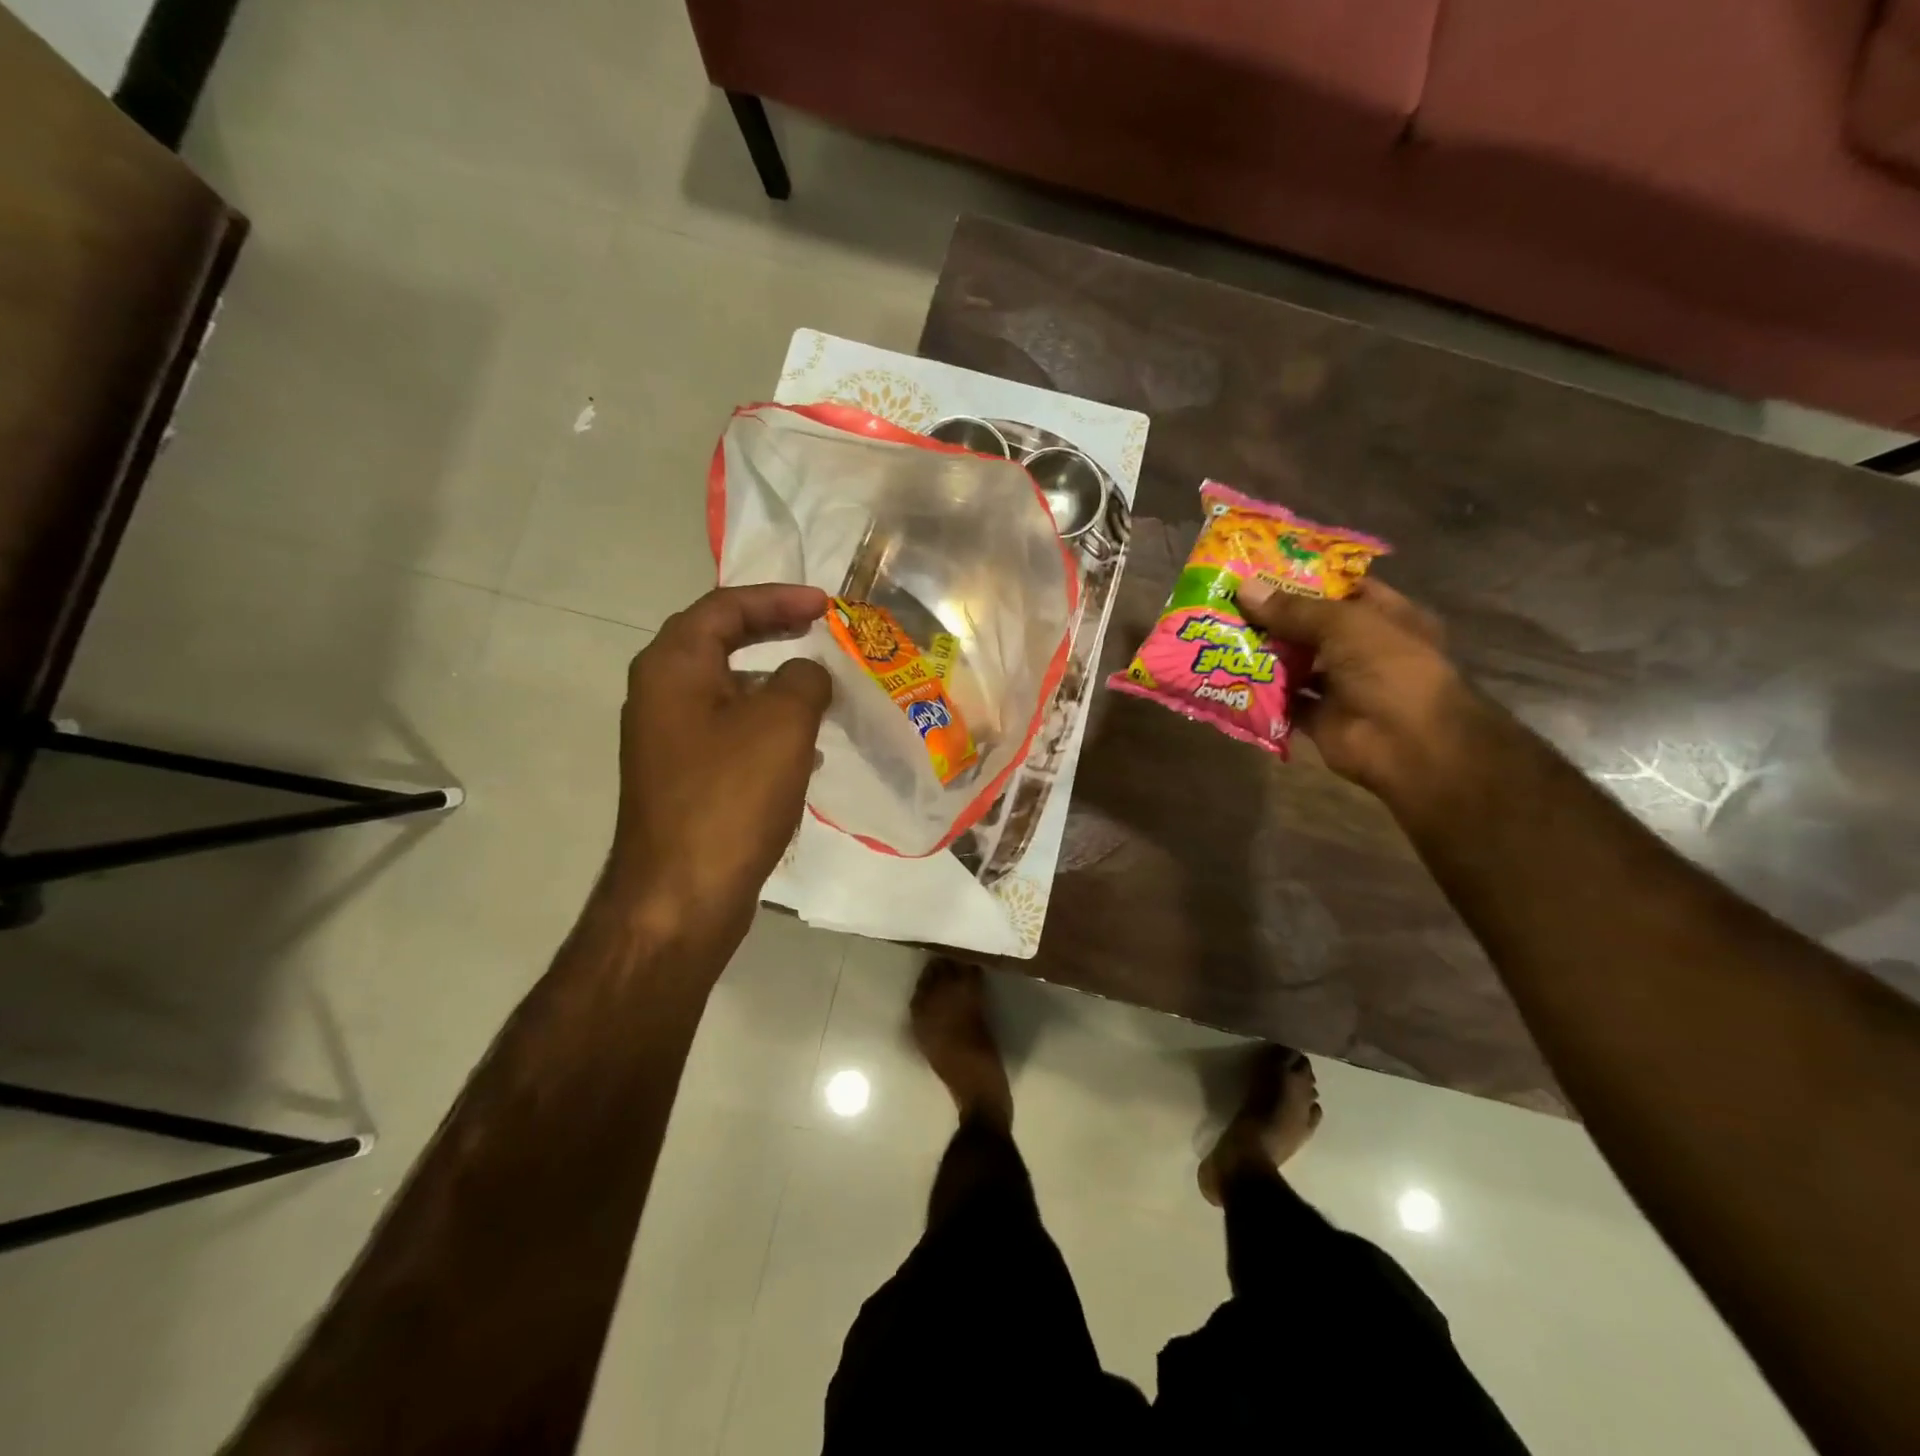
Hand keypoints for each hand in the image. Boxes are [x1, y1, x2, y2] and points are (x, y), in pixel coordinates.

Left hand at [607, 584, 831, 954]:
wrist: (681, 896)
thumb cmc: (730, 797)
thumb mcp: (783, 723)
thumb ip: (804, 679)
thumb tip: (807, 675)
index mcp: (673, 667)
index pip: (725, 607)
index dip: (778, 598)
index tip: (826, 605)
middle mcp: (661, 695)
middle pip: (719, 642)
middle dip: (772, 631)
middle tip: (819, 628)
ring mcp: (670, 741)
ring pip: (728, 691)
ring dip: (774, 682)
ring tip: (821, 688)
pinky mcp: (685, 779)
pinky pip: (731, 733)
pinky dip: (768, 726)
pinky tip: (805, 750)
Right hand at [1236, 577, 1477, 806]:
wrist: (1407, 744)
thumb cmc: (1390, 669)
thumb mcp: (1343, 625)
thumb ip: (1293, 609)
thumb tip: (1243, 589)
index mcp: (1385, 617)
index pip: (1343, 588)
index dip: (1306, 577)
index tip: (1261, 568)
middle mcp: (1363, 649)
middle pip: (1311, 626)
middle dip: (1272, 616)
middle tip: (1227, 600)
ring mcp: (1340, 685)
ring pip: (1294, 663)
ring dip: (1261, 653)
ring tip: (1218, 633)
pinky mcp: (1318, 717)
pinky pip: (1282, 701)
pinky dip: (1258, 693)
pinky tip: (1226, 676)